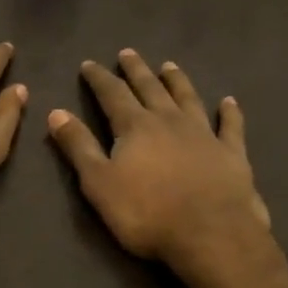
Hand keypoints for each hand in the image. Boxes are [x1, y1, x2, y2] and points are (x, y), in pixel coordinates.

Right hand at [47, 49, 269, 269]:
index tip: (89, 64)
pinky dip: (229, 112)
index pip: (112, 94)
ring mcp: (204, 134)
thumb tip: (56, 112)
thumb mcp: (99, 183)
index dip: (99, 78)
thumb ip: (79, 146)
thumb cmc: (147, 213)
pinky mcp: (232, 153)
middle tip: (128, 52)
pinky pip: (230, 126)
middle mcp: (170, 121)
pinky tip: (229, 102)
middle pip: (150, 88)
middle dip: (136, 70)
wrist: (211, 235)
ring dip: (177, 81)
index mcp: (135, 127)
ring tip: (169, 65)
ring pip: (188, 98)